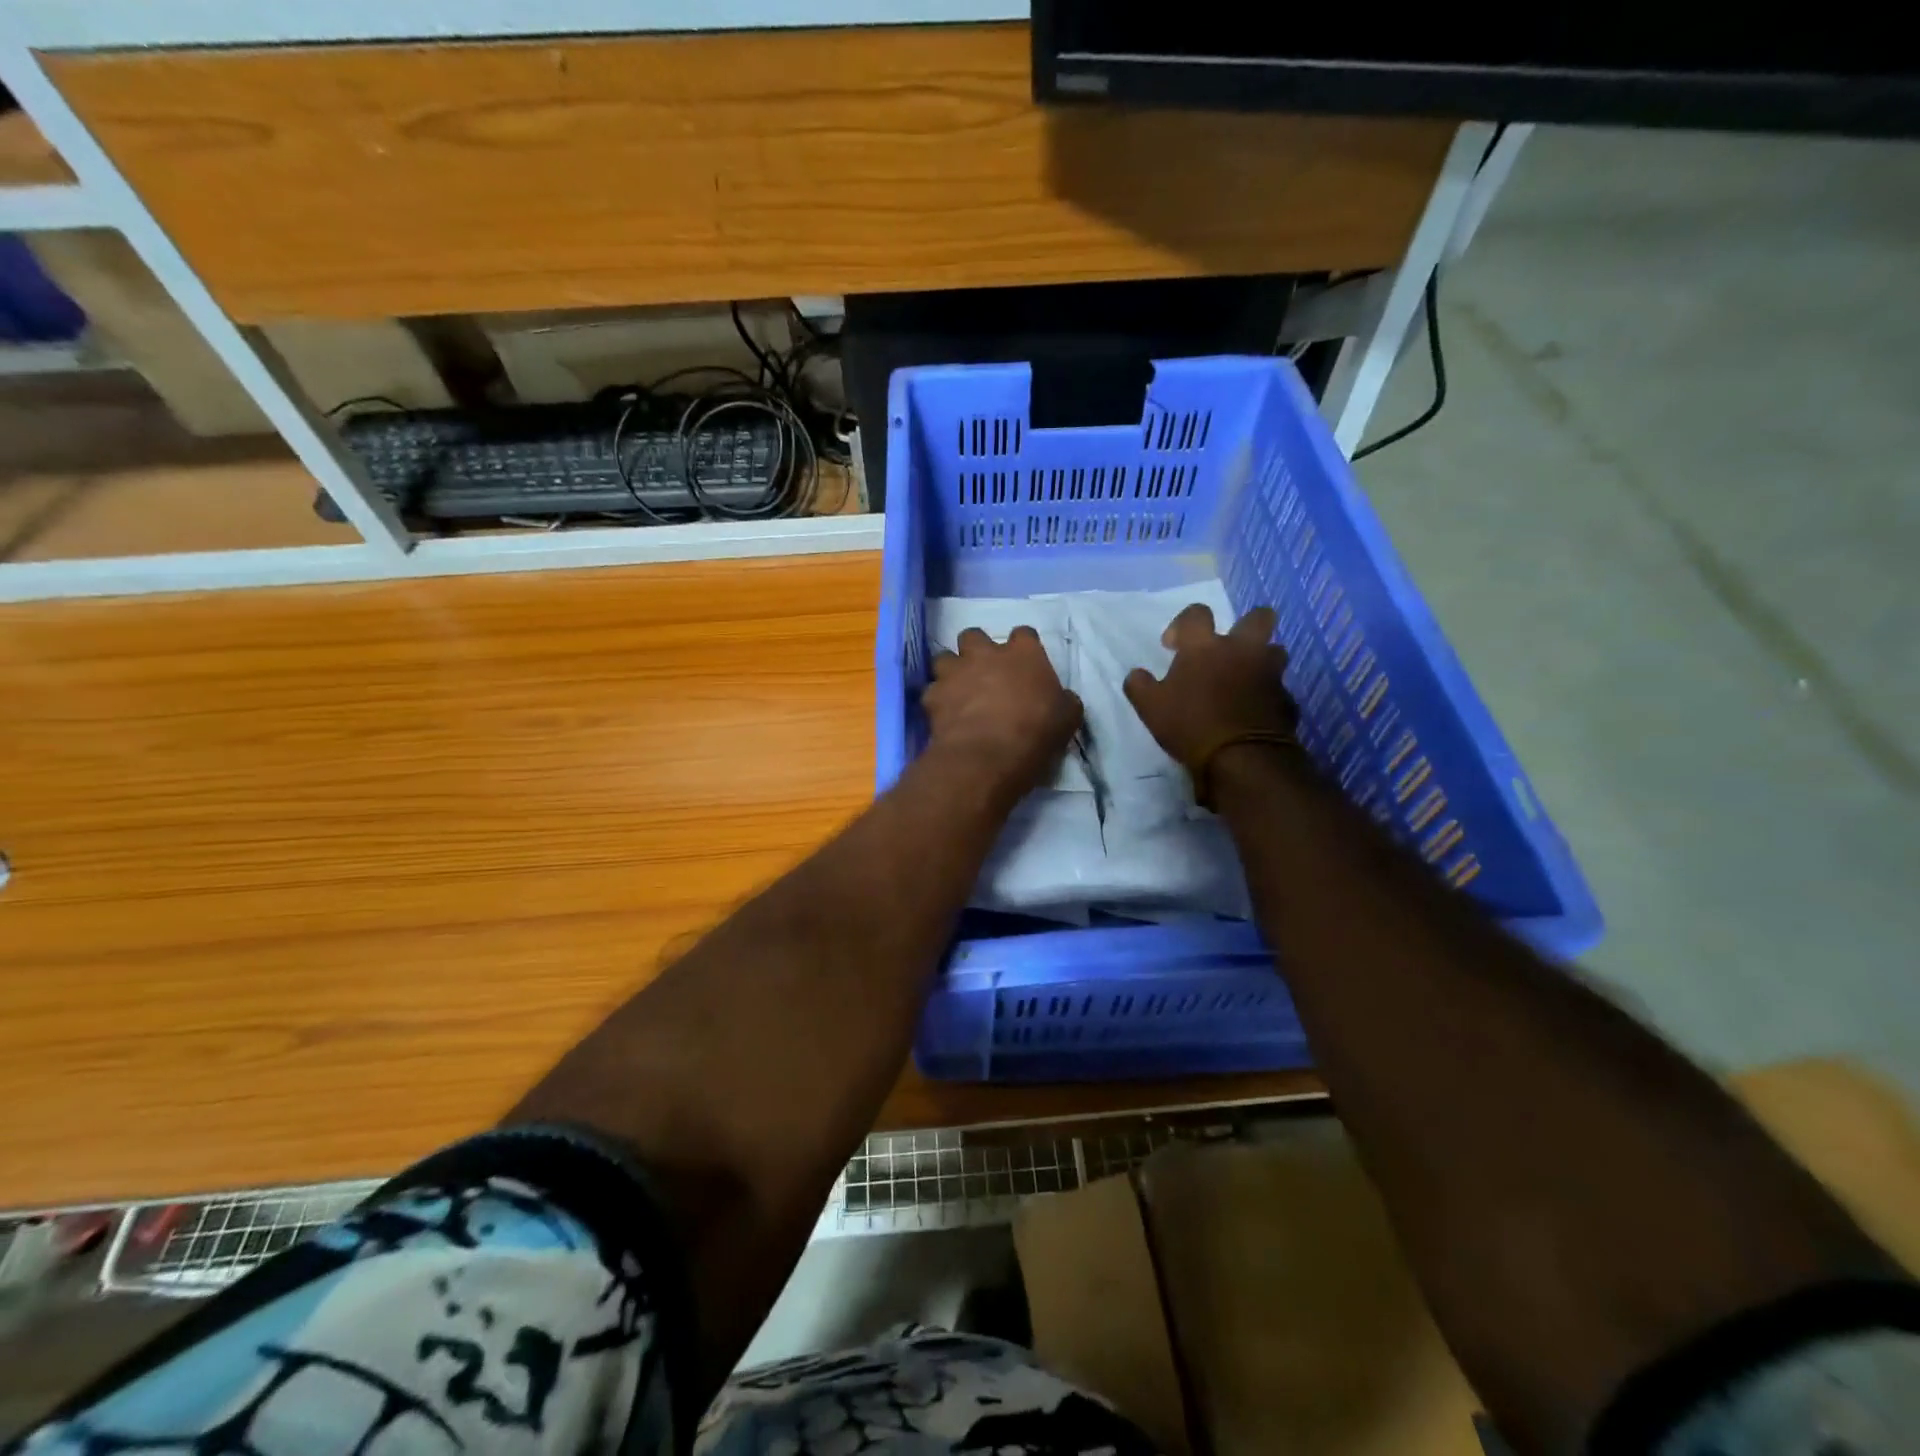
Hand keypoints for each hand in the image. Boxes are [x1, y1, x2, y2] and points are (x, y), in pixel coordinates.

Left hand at [924, 627, 1082, 799]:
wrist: (989, 756)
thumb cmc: (1036, 733)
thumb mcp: (1067, 719)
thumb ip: (1063, 701)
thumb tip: (1063, 699)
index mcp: (1023, 653)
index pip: (1024, 634)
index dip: (1023, 647)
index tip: (1025, 663)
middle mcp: (985, 654)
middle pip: (973, 635)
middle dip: (976, 650)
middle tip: (983, 672)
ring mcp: (955, 672)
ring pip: (944, 658)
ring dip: (950, 671)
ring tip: (958, 690)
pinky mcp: (933, 695)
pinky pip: (931, 691)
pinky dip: (937, 701)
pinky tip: (944, 715)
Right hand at [1123, 604, 1297, 767]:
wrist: (1242, 758)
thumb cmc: (1190, 725)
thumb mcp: (1150, 708)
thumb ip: (1140, 685)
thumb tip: (1137, 675)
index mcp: (1205, 646)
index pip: (1197, 613)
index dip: (1183, 624)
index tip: (1173, 646)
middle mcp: (1242, 650)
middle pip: (1258, 617)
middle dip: (1246, 626)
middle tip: (1228, 648)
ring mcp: (1269, 674)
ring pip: (1274, 652)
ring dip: (1260, 661)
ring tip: (1243, 681)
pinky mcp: (1286, 699)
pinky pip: (1278, 690)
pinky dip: (1267, 697)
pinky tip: (1253, 713)